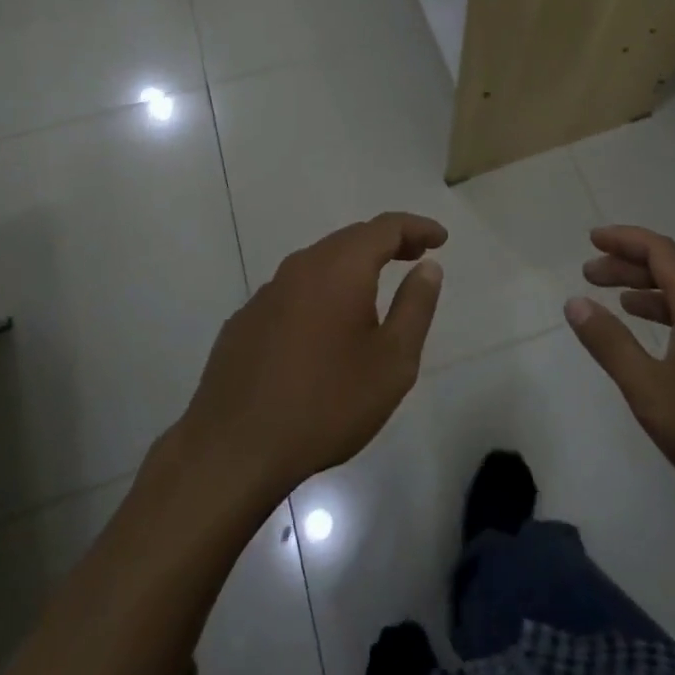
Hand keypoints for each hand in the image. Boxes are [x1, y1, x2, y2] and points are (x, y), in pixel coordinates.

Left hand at [176, 213, 445, 507]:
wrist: (234, 447)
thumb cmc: (327, 403)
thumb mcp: (392, 362)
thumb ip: (415, 306)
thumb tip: (428, 266)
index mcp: (341, 268)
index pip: (385, 227)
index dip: (416, 227)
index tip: (440, 238)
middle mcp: (302, 266)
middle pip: (351, 238)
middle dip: (387, 242)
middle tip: (415, 256)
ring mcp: (267, 292)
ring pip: (319, 263)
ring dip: (352, 266)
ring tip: (375, 286)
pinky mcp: (246, 319)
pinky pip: (293, 291)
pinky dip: (320, 292)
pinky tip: (324, 326)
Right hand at [565, 225, 674, 539]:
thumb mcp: (652, 392)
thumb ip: (611, 345)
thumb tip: (575, 302)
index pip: (660, 251)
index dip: (624, 240)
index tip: (592, 240)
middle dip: (630, 268)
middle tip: (590, 276)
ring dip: (652, 297)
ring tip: (620, 306)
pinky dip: (674, 323)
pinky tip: (665, 352)